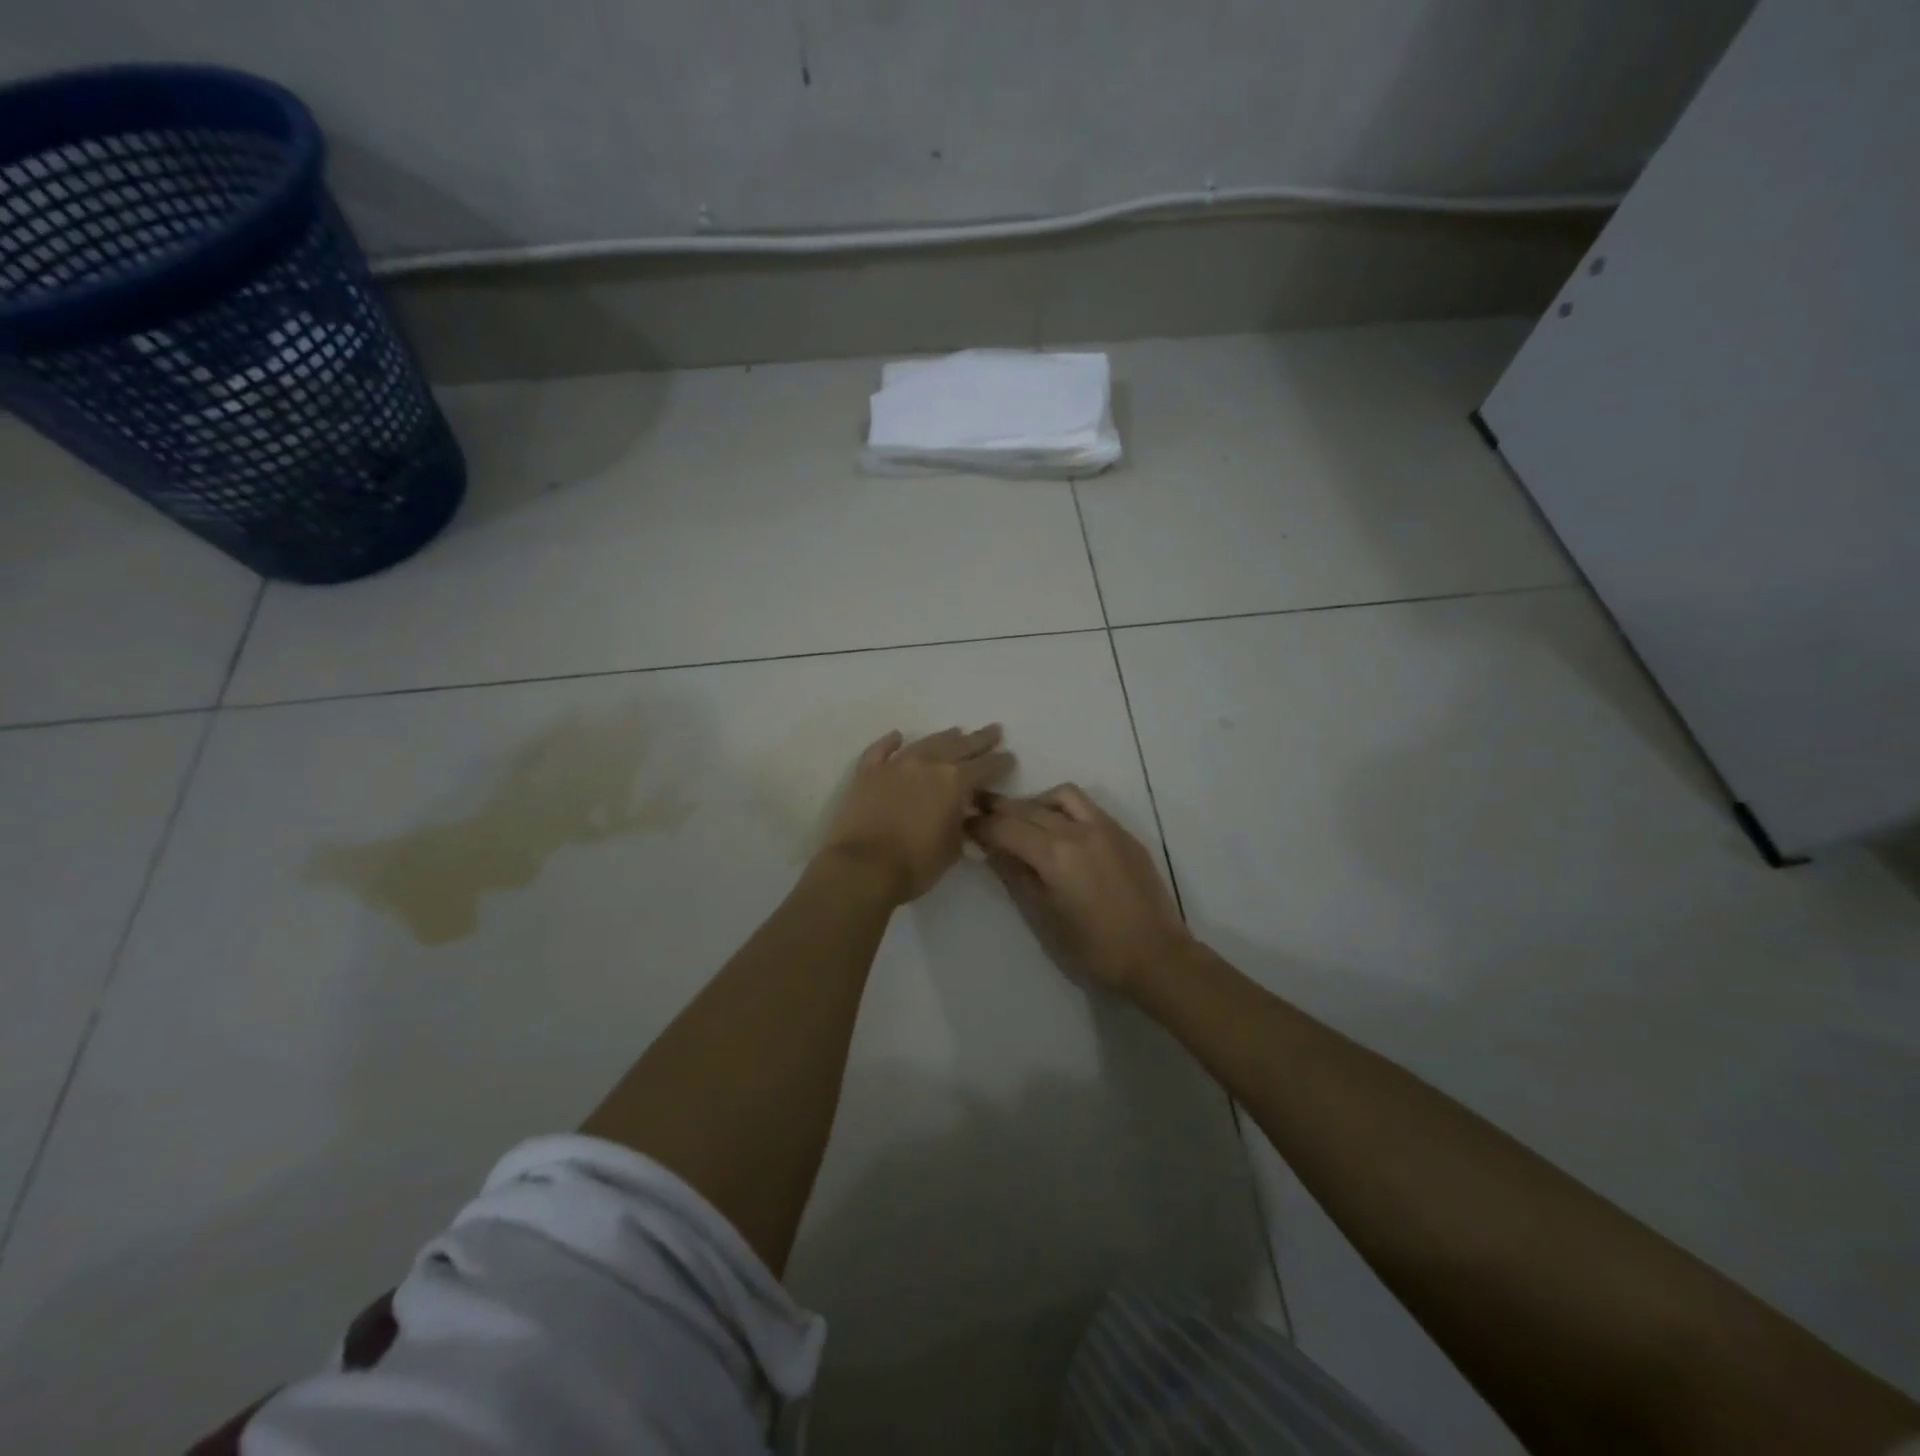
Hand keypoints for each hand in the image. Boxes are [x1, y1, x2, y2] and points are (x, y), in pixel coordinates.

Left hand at [818, 725, 1014, 903]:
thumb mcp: (952, 848)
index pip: (985, 766)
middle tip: (994, 730)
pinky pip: (881, 750)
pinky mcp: (867, 772)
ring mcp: (895, 764)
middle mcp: (928, 764)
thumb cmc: (915, 864)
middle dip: (979, 739)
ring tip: (956, 731)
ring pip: (925, 742)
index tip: (1009, 757)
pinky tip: (898, 736)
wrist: (862, 867)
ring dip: (944, 737)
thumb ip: (961, 824)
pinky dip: (890, 742)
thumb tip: (962, 813)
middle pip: (959, 745)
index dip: (1000, 762)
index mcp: (954, 782)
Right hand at [969, 784, 1191, 993]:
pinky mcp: (1123, 833)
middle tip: (979, 810)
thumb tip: (994, 851)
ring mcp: (1105, 827)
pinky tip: (1060, 828)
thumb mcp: (1045, 916)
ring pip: (1062, 796)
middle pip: (1029, 808)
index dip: (981, 825)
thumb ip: (1017, 877)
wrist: (1156, 955)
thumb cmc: (1094, 948)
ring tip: (1024, 819)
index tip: (963, 824)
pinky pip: (1087, 807)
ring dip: (1036, 801)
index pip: (1006, 828)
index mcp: (1055, 854)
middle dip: (1000, 808)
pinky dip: (1064, 808)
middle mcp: (1078, 830)